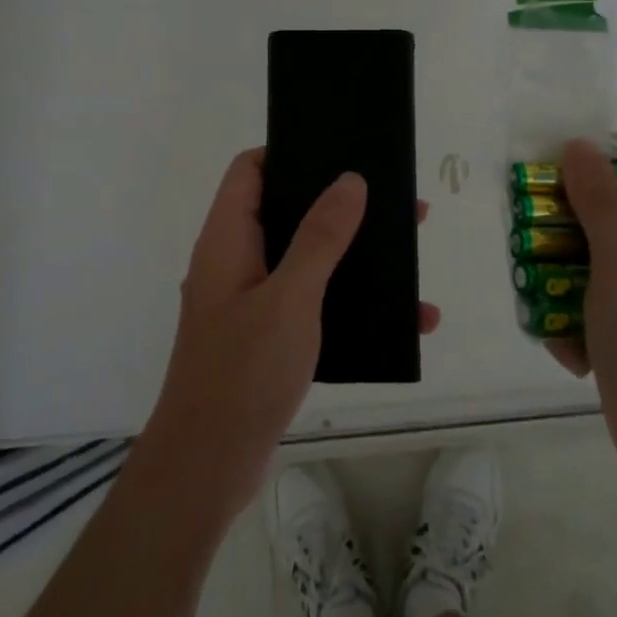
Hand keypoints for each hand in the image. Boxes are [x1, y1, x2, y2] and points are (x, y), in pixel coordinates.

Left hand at [141, 149, 439, 521]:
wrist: (208, 467)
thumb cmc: (243, 372)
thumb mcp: (289, 298)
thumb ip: (319, 238)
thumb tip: (349, 180)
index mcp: (227, 240)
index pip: (249, 171)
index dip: (287, 151)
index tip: (338, 149)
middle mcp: (235, 263)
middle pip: (286, 212)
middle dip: (339, 206)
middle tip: (395, 203)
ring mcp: (251, 302)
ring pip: (306, 260)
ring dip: (353, 256)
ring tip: (407, 256)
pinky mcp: (268, 338)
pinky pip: (314, 304)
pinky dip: (351, 304)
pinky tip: (401, 321)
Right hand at [549, 137, 616, 490]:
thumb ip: (600, 202)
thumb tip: (579, 144)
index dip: (589, 156)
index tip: (545, 175)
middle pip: (604, 201)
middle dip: (561, 218)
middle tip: (529, 237)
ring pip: (587, 249)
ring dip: (556, 269)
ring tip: (537, 293)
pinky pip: (588, 293)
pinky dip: (571, 311)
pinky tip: (568, 343)